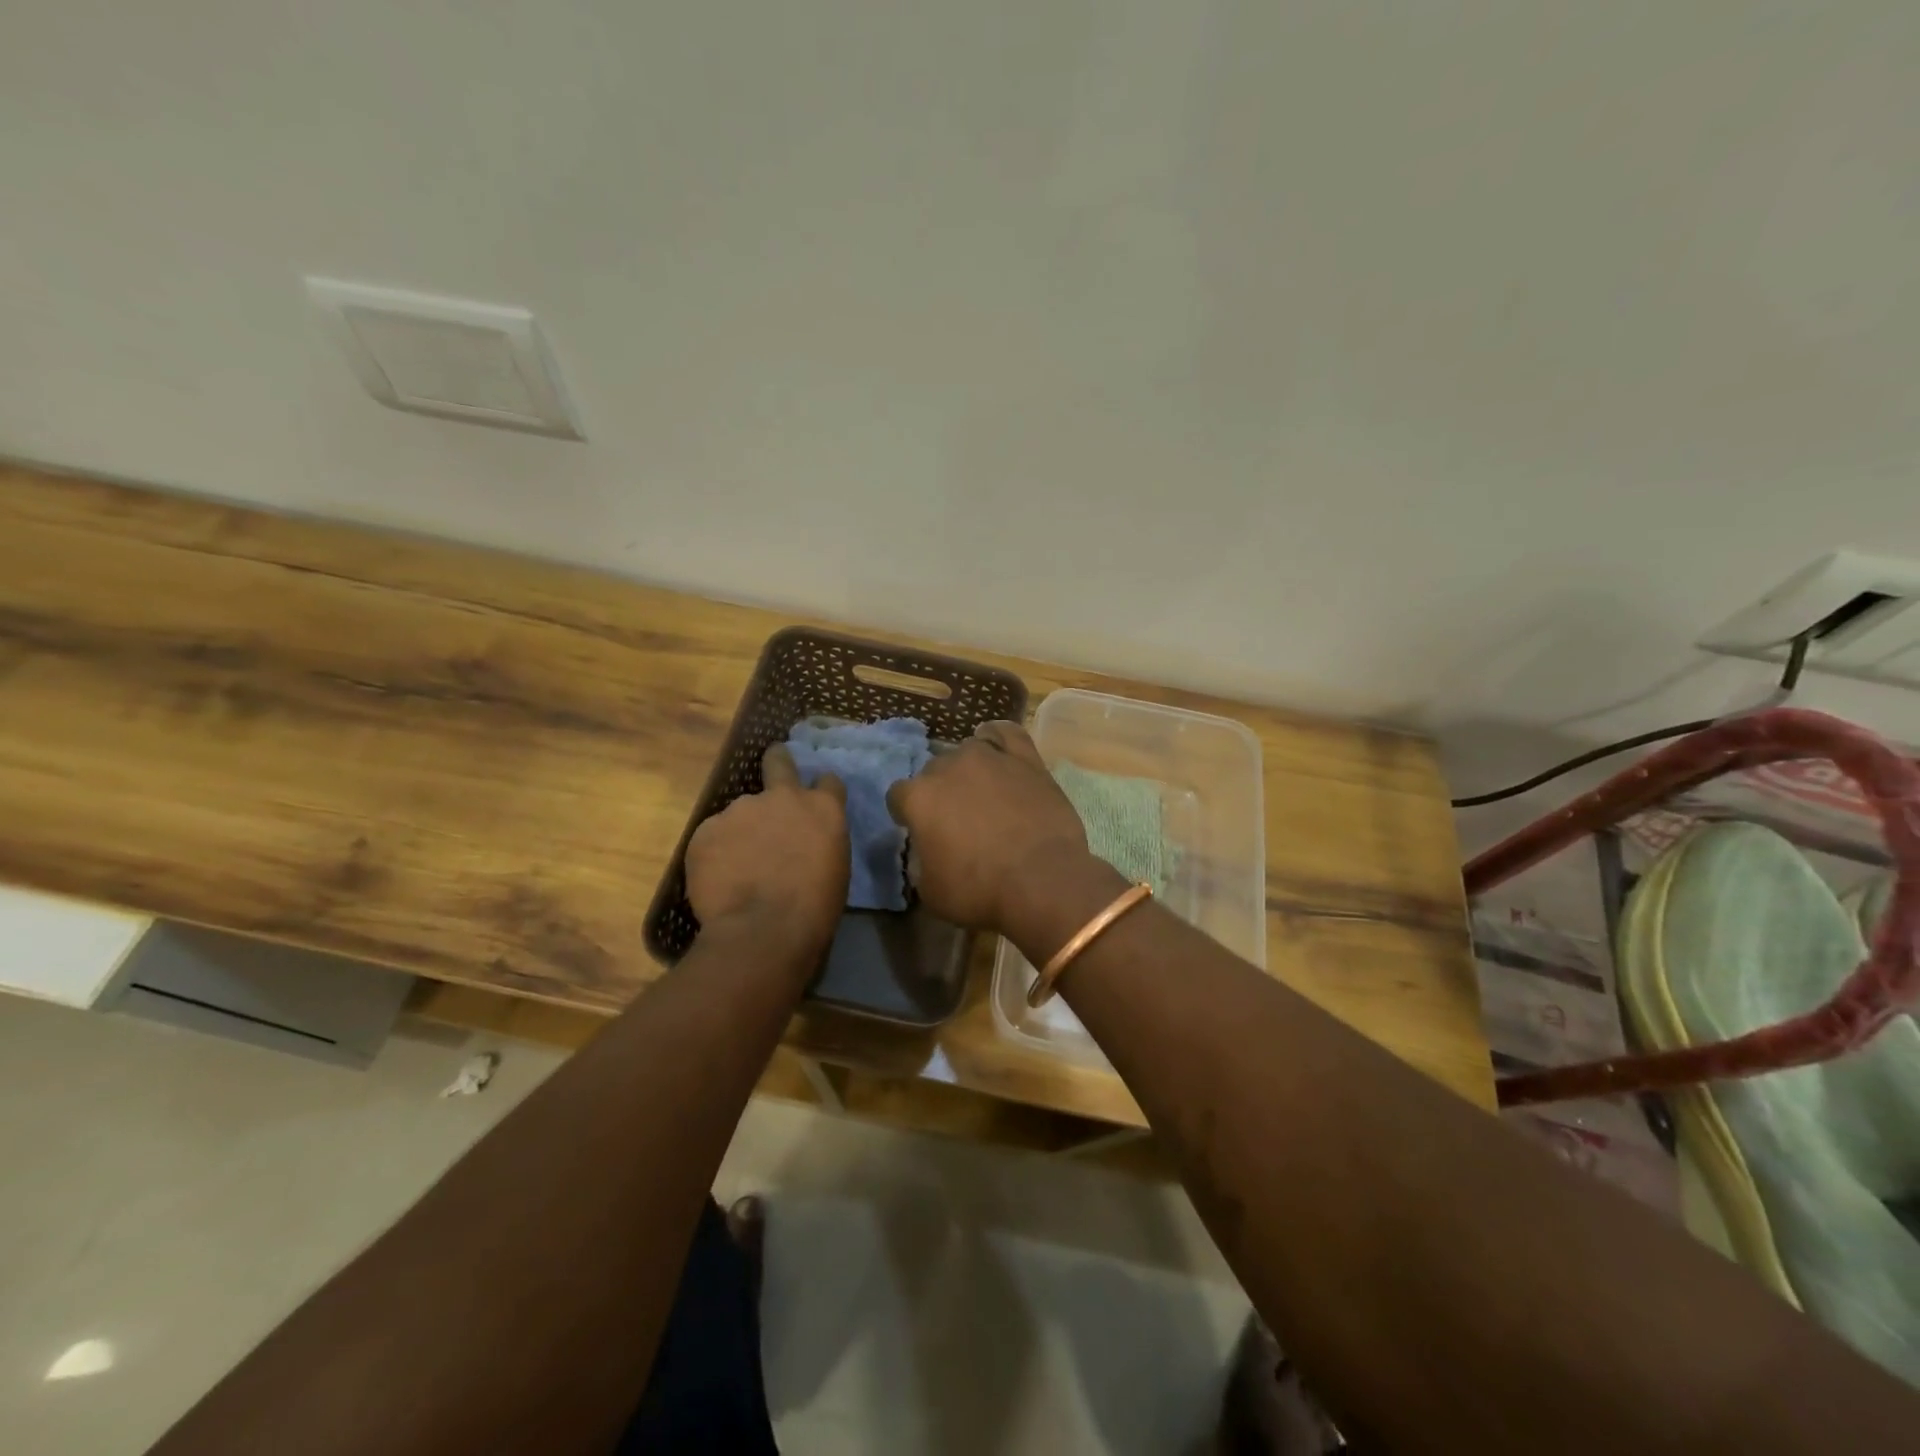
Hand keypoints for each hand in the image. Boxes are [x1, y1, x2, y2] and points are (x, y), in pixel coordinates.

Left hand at [686, 745, 847, 949]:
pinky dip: (716, 853)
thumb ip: (818, 841)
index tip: (815, 802)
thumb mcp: (835, 868)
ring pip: (740, 812)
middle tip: (772, 772)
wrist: (763, 931)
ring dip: (742, 830)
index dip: (821, 791)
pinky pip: (713, 837)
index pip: (828, 782)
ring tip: (738, 866)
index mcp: (822, 809)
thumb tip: (803, 843)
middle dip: (777, 761)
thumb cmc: (813, 909)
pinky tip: (719, 879)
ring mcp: (740, 809)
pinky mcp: (706, 829)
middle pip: (778, 760)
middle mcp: (782, 797)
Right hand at [885, 720, 1090, 932]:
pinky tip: (995, 745)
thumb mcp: (930, 891)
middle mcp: (948, 767)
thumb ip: (921, 863)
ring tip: (982, 792)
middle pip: (934, 771)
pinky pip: (1006, 733)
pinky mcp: (1025, 758)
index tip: (920, 832)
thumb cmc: (979, 891)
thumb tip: (928, 852)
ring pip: (968, 751)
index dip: (907, 814)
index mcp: (919, 798)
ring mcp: (989, 757)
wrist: (1042, 881)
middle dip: (940, 792)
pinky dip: (997, 736)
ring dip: (968, 769)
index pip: (898, 796)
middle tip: (957, 820)